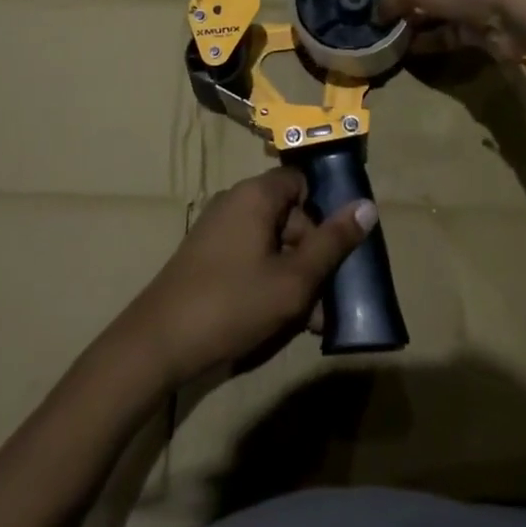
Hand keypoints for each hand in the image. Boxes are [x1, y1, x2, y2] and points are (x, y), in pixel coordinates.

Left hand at [116, 168, 373, 384]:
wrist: (157, 343)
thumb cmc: (232, 303)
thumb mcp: (293, 279)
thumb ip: (332, 243)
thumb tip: (368, 206)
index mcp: (256, 196)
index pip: (301, 183)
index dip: (323, 212)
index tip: (337, 248)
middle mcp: (236, 202)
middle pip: (289, 215)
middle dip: (312, 255)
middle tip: (327, 298)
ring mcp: (218, 230)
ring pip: (272, 243)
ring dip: (295, 275)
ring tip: (309, 320)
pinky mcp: (207, 258)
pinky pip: (251, 258)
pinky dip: (269, 280)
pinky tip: (280, 319)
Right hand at [376, 0, 525, 61]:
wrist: (521, 14)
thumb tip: (375, 13)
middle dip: (415, 3)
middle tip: (388, 22)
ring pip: (449, 11)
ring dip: (423, 24)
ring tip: (393, 40)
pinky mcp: (498, 27)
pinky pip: (459, 34)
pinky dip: (436, 41)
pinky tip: (413, 51)